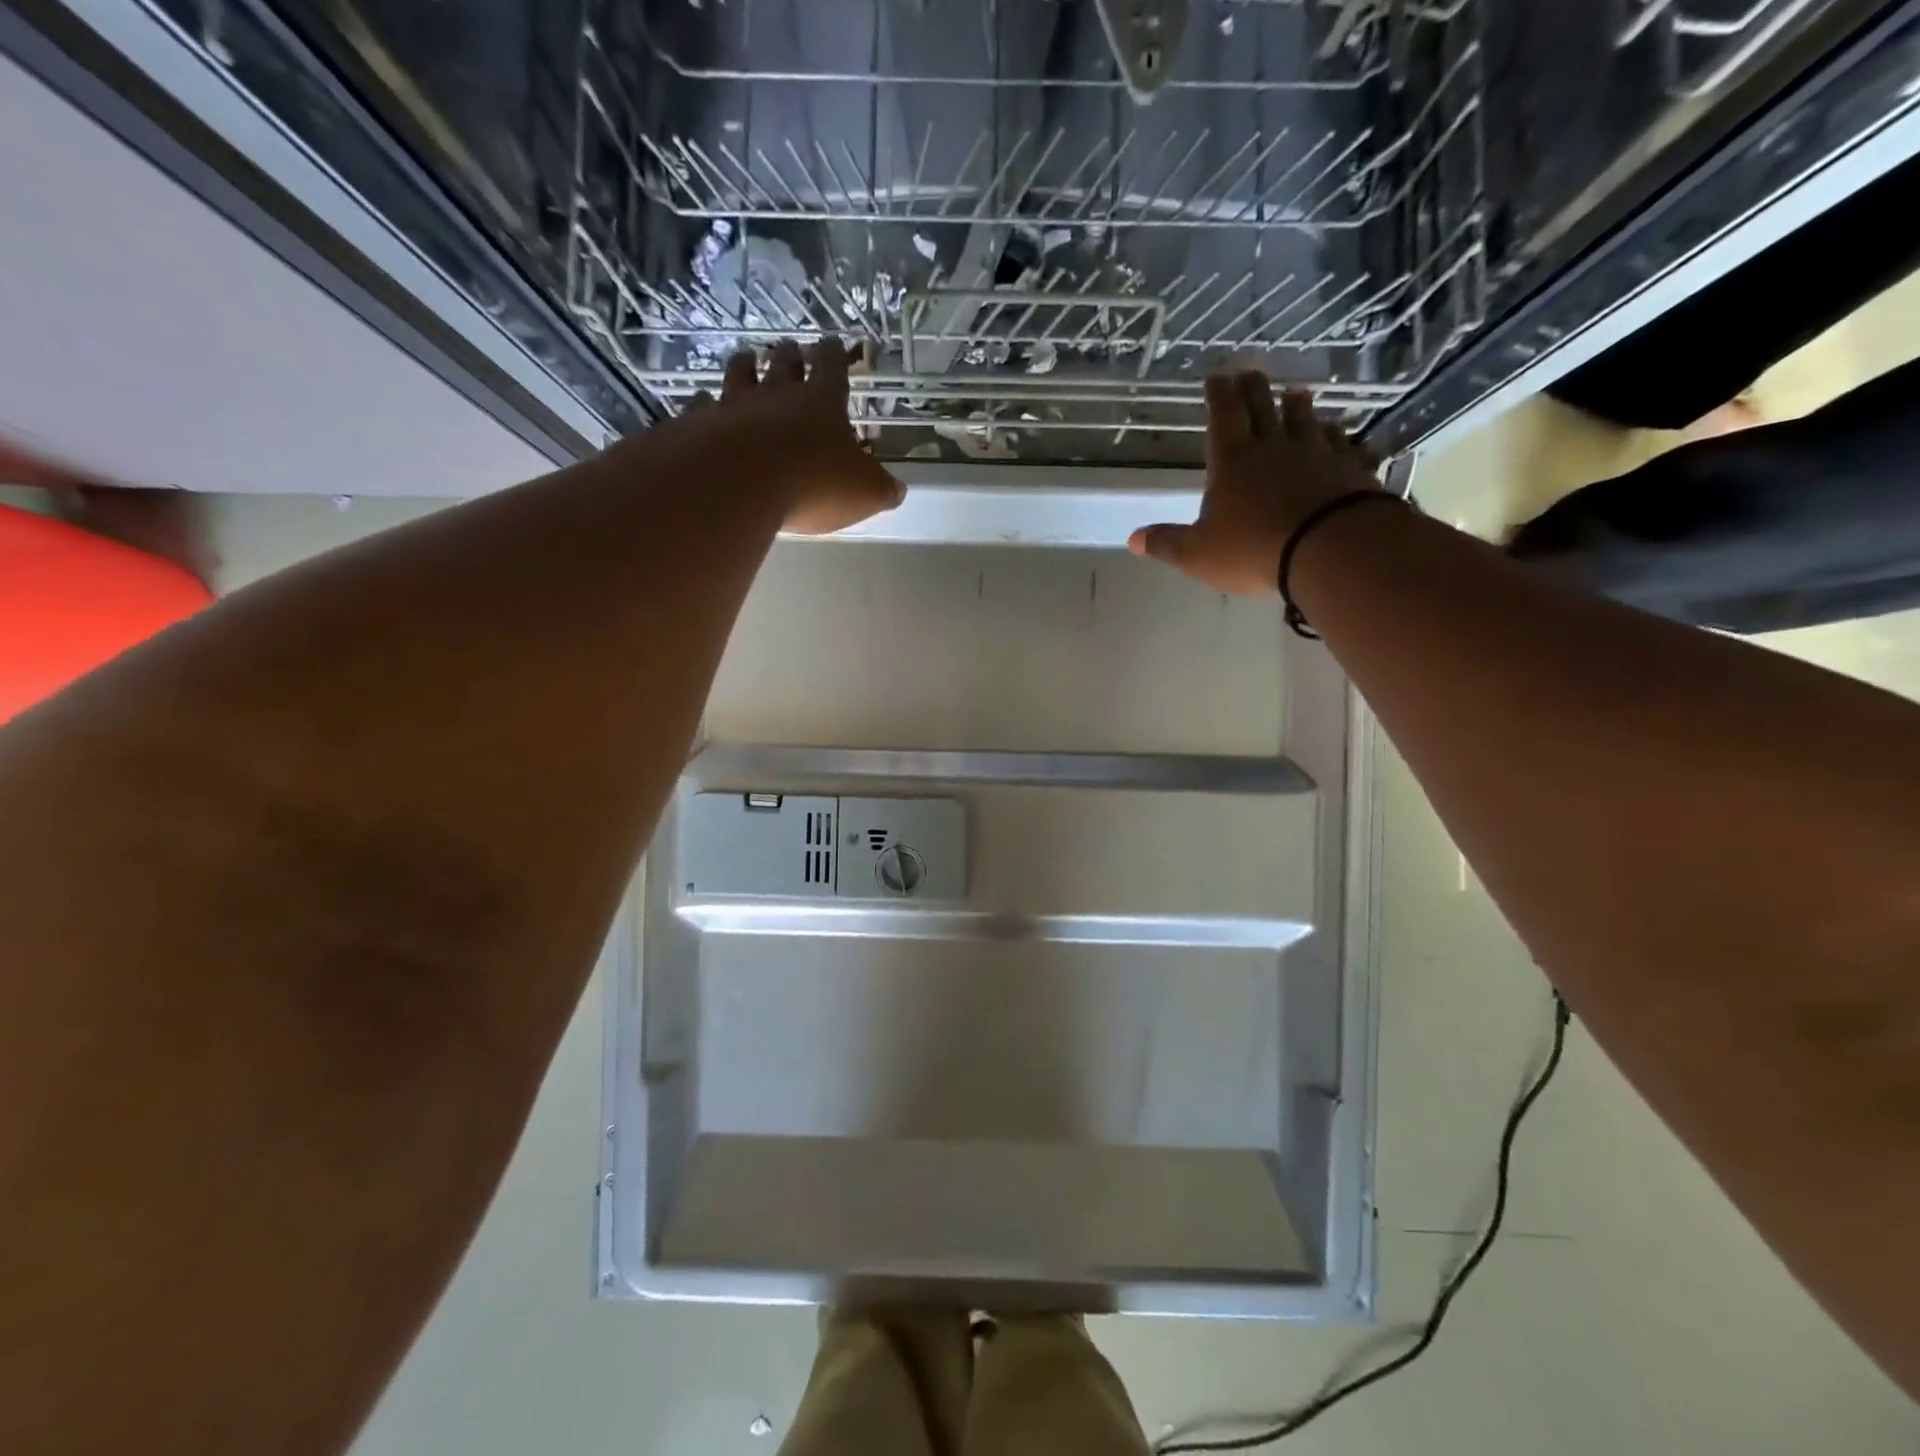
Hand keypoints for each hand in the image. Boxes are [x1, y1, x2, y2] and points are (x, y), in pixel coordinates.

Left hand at [685, 338, 904, 535]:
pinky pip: (701, 406)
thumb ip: (881, 489)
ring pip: (739, 375)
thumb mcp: (864, 492)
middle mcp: (777, 396)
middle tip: (790, 348)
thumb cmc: (814, 484)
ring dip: (744, 366)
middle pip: (783, 365)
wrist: (740, 484)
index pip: (832, 368)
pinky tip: (701, 404)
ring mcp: (734, 406)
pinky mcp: (700, 425)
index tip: (833, 342)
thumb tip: (897, 490)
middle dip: (789, 355)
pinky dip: (703, 404)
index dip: (835, 355)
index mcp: (821, 403)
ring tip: (746, 358)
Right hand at [1128, 373, 1380, 596]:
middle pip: (1263, 407)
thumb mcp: (1198, 553)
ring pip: (1305, 419)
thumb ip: (1167, 543)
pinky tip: (1337, 433)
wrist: (1329, 548)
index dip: (1218, 394)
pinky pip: (1341, 443)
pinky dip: (1336, 435)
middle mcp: (1274, 447)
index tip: (1216, 375)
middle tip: (1250, 372)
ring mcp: (1316, 454)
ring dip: (1298, 406)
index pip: (1222, 416)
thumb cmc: (1253, 549)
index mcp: (1232, 460)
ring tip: (1296, 393)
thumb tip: (1133, 539)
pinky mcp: (1349, 468)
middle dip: (1254, 389)